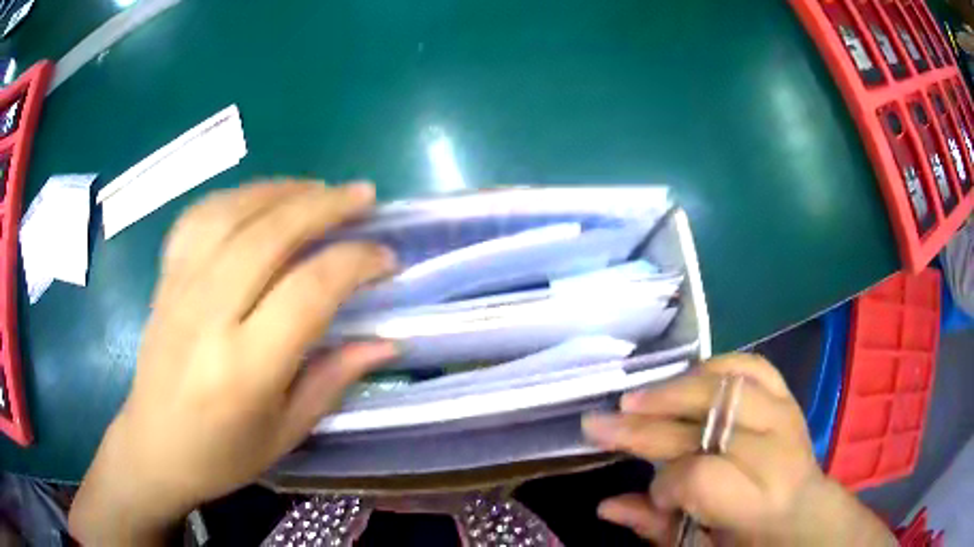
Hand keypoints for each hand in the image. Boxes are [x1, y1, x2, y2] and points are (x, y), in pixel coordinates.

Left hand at [69, 181, 397, 544]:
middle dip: (326, 205)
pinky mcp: (165, 277)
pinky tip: (260, 199)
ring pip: (233, 212)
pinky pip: (199, 217)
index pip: (309, 290)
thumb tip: (388, 342)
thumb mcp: (288, 432)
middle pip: (270, 234)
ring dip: (283, 190)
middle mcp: (208, 315)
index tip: (386, 258)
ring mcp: (180, 288)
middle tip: (365, 195)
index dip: (355, 263)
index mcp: (245, 368)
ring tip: (319, 189)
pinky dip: (236, 197)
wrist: (154, 445)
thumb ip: (335, 379)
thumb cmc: (223, 454)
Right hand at [583, 354, 894, 545]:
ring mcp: (786, 414)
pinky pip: (752, 366)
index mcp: (758, 501)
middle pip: (706, 422)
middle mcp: (777, 449)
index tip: (647, 490)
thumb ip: (656, 526)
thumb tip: (606, 505)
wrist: (805, 513)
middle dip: (647, 424)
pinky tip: (688, 376)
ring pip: (726, 384)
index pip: (699, 476)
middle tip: (601, 422)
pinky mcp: (789, 396)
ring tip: (637, 398)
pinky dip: (716, 366)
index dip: (664, 484)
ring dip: (675, 388)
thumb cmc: (749, 538)